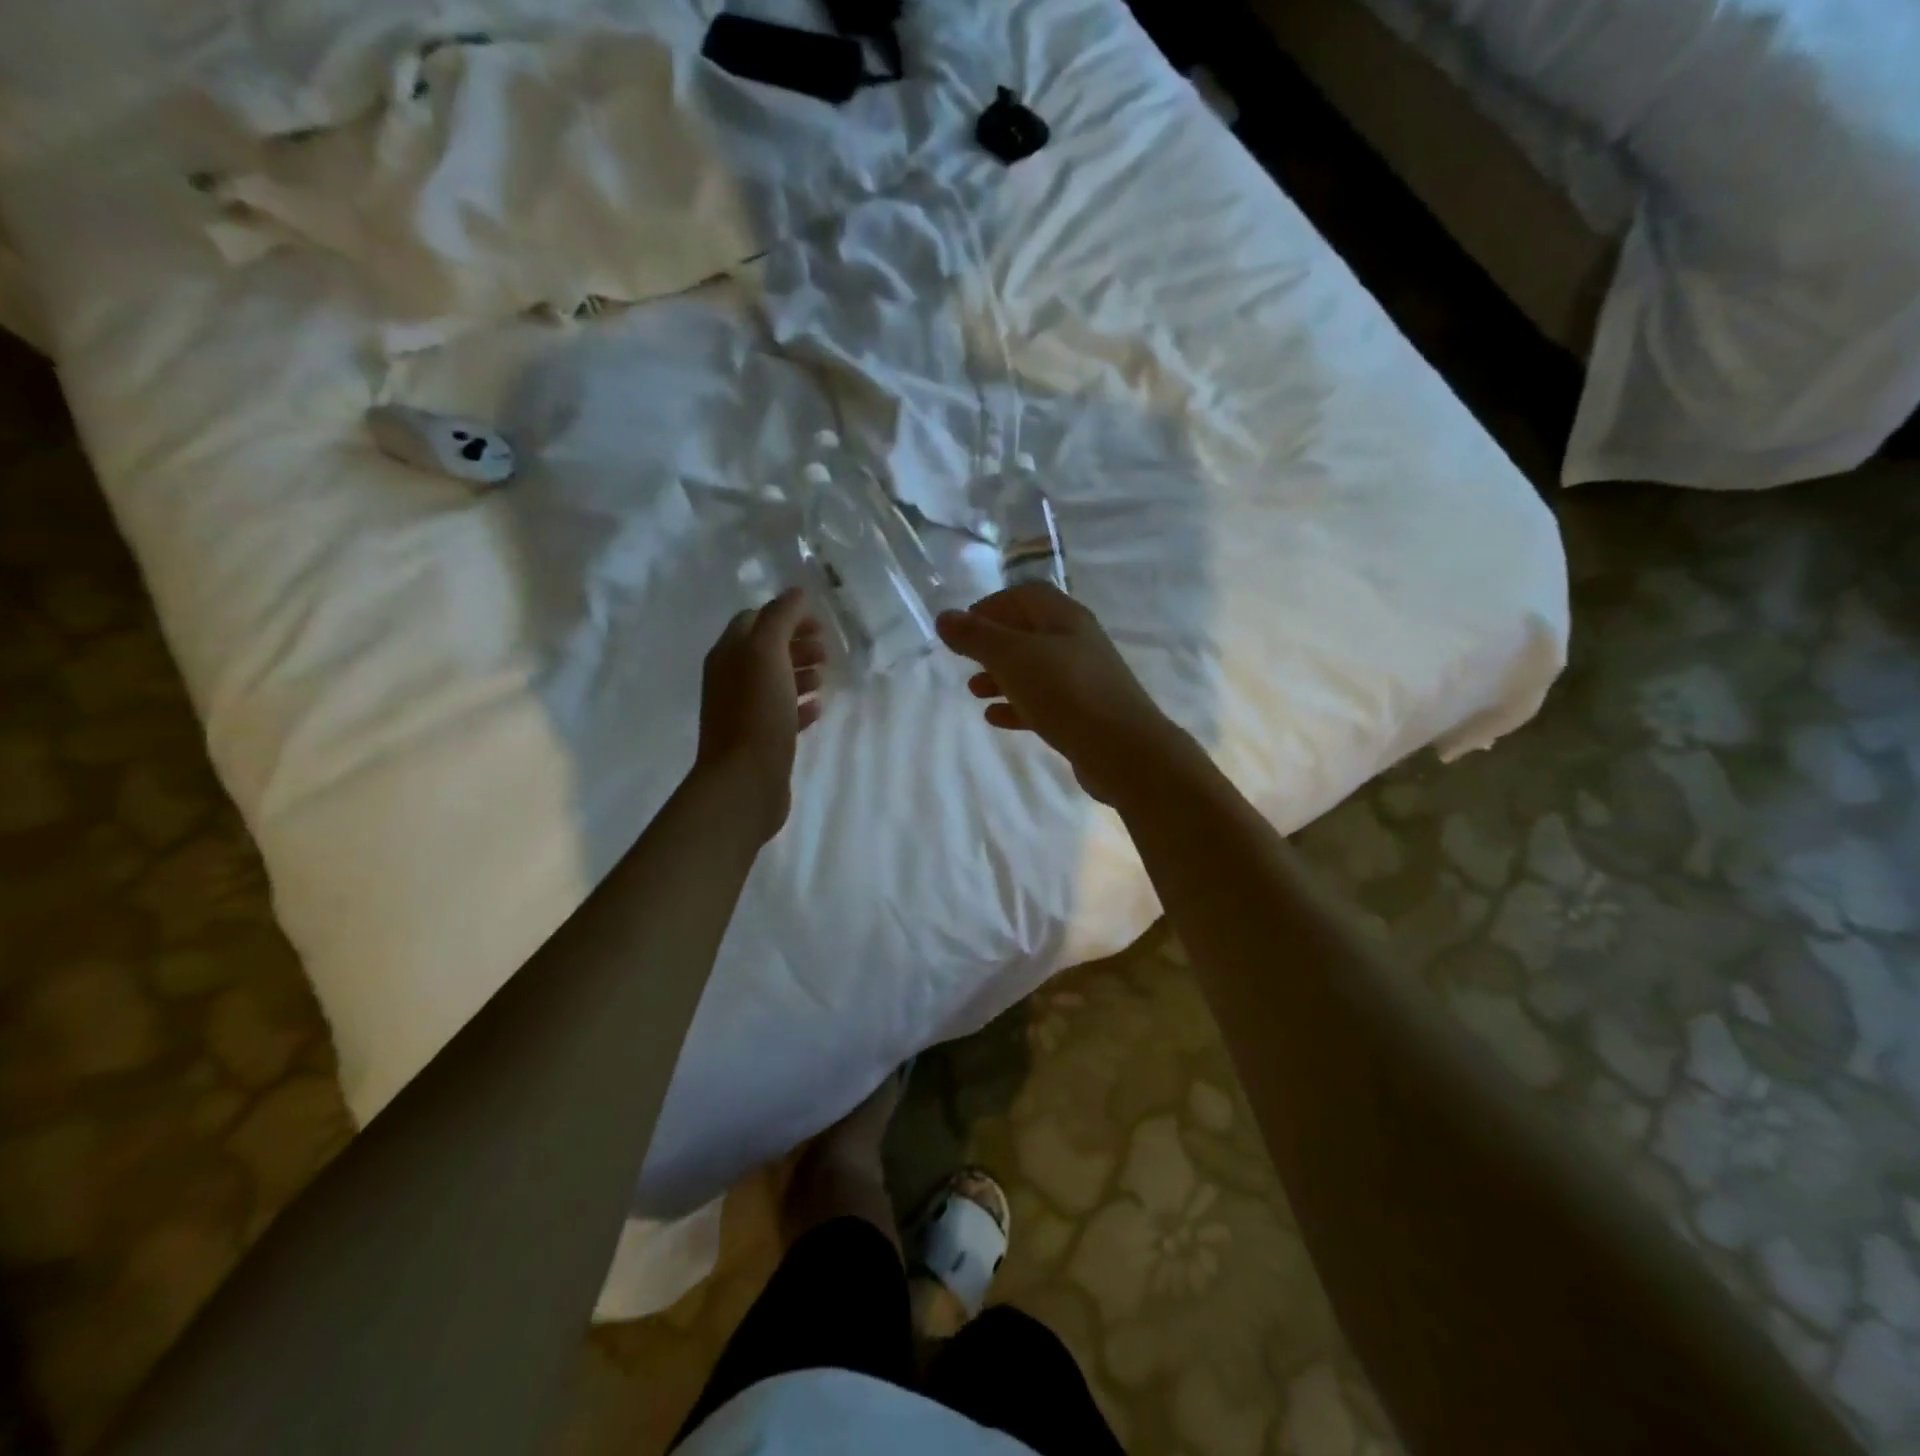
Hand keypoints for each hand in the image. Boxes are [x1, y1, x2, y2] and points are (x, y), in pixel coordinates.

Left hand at [695, 587, 824, 841]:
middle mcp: (731, 679)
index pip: (754, 620)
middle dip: (796, 644)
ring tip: (825, 678)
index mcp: (729, 654)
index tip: (818, 623)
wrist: (744, 781)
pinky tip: (818, 708)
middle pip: (766, 650)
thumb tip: (796, 592)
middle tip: (826, 651)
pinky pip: (781, 713)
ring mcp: (743, 711)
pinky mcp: (759, 739)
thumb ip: (781, 618)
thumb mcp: (768, 654)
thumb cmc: (757, 713)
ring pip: (775, 681)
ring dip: (800, 673)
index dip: (786, 616)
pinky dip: (800, 705)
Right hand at [935, 583, 1189, 805]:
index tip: (962, 627)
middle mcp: (1078, 642)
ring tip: (974, 692)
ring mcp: (1084, 679)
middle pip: (1029, 632)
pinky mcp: (1085, 714)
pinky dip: (1018, 705)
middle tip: (966, 660)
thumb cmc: (1066, 693)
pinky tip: (996, 718)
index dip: (991, 605)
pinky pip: (1045, 702)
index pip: (1025, 595)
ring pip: (1035, 669)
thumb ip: (976, 637)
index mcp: (1065, 618)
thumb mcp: (1013, 658)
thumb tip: (945, 617)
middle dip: (993, 644)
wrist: (1123, 751)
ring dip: (1002, 676)